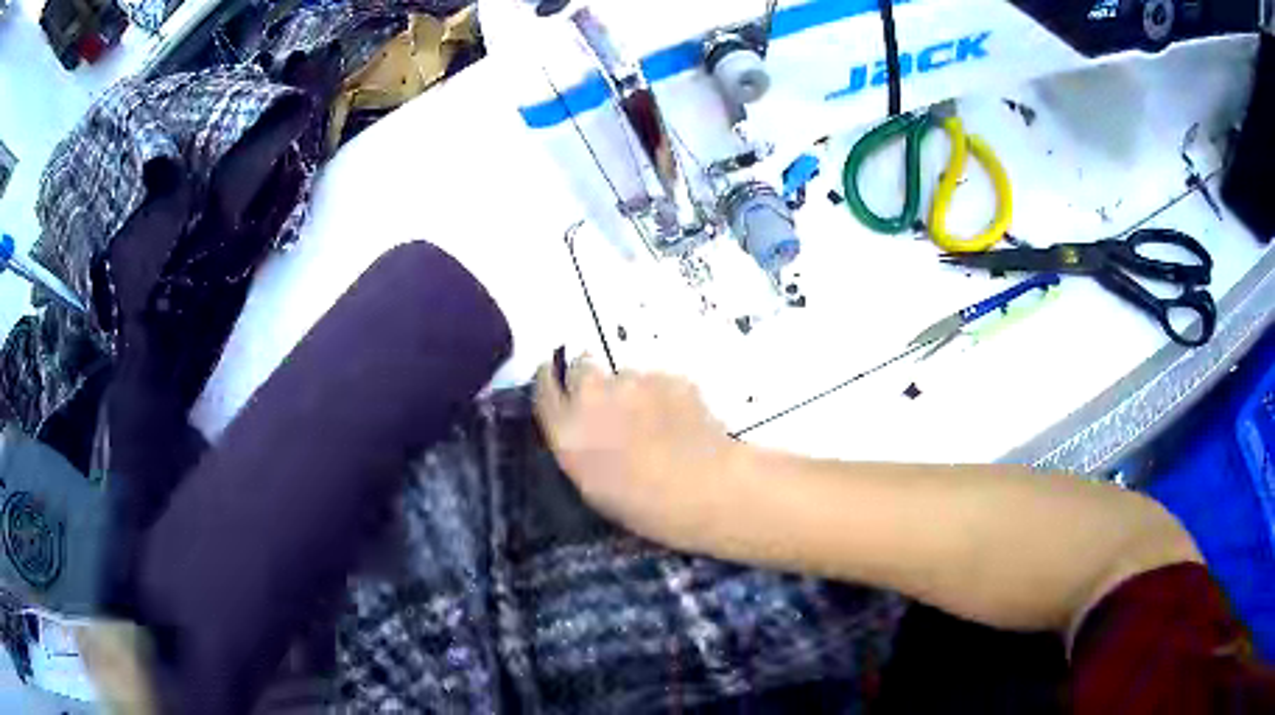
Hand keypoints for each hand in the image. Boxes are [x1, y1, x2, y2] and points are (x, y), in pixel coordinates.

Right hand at [535, 357, 743, 551]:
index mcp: (567, 429)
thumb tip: (583, 428)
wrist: (705, 489)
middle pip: (579, 368)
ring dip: (631, 393)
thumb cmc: (644, 506)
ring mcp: (633, 381)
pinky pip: (657, 381)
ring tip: (654, 424)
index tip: (560, 387)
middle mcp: (593, 395)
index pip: (544, 386)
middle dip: (588, 380)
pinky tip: (680, 423)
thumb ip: (578, 446)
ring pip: (623, 375)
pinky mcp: (669, 377)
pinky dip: (664, 396)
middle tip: (608, 407)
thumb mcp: (591, 485)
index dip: (551, 383)